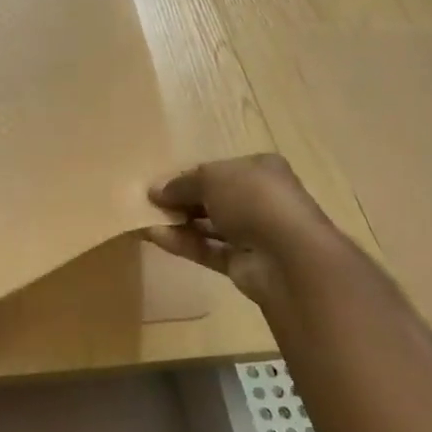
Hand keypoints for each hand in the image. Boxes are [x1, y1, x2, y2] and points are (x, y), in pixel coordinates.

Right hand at [145, 154, 346, 305]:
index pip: (218, 170)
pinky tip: (155, 237)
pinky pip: (207, 249)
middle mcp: (259, 198)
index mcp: (260, 169)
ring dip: (178, 222)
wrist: (289, 257)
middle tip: (147, 202)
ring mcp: (253, 232)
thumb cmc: (254, 200)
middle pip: (213, 197)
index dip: (187, 175)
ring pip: (209, 225)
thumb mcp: (212, 178)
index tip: (158, 183)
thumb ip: (181, 183)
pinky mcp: (242, 263)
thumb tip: (155, 190)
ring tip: (143, 219)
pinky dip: (183, 243)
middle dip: (181, 199)